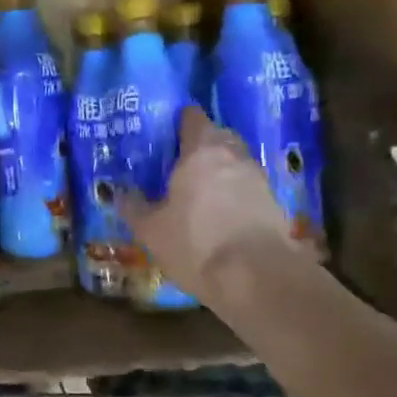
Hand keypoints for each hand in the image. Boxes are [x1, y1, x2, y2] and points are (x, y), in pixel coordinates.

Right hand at [119, 106, 321, 308]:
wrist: (257, 277)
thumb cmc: (196, 243)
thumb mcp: (152, 231)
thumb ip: (135, 208)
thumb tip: (121, 193)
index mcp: (201, 151)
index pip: (193, 118)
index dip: (181, 121)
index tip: (167, 132)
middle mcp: (234, 156)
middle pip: (219, 136)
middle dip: (203, 144)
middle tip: (181, 163)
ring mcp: (259, 179)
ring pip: (237, 162)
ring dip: (222, 170)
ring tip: (201, 191)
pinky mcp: (275, 204)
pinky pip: (249, 188)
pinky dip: (236, 194)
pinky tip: (222, 215)